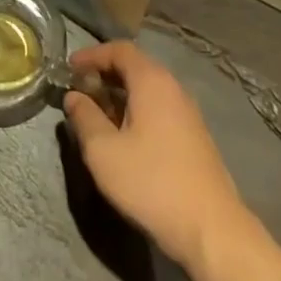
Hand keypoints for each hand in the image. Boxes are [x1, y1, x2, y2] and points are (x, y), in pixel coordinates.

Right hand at [62, 40, 248, 271]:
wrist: (211, 230)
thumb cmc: (151, 182)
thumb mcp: (103, 151)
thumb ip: (84, 118)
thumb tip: (74, 97)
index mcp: (152, 82)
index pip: (120, 50)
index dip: (92, 55)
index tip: (69, 69)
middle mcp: (173, 89)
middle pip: (135, 67)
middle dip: (104, 75)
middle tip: (79, 91)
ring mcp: (188, 114)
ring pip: (147, 91)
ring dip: (119, 96)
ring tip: (96, 115)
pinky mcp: (194, 138)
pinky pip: (159, 110)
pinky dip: (136, 112)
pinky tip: (124, 138)